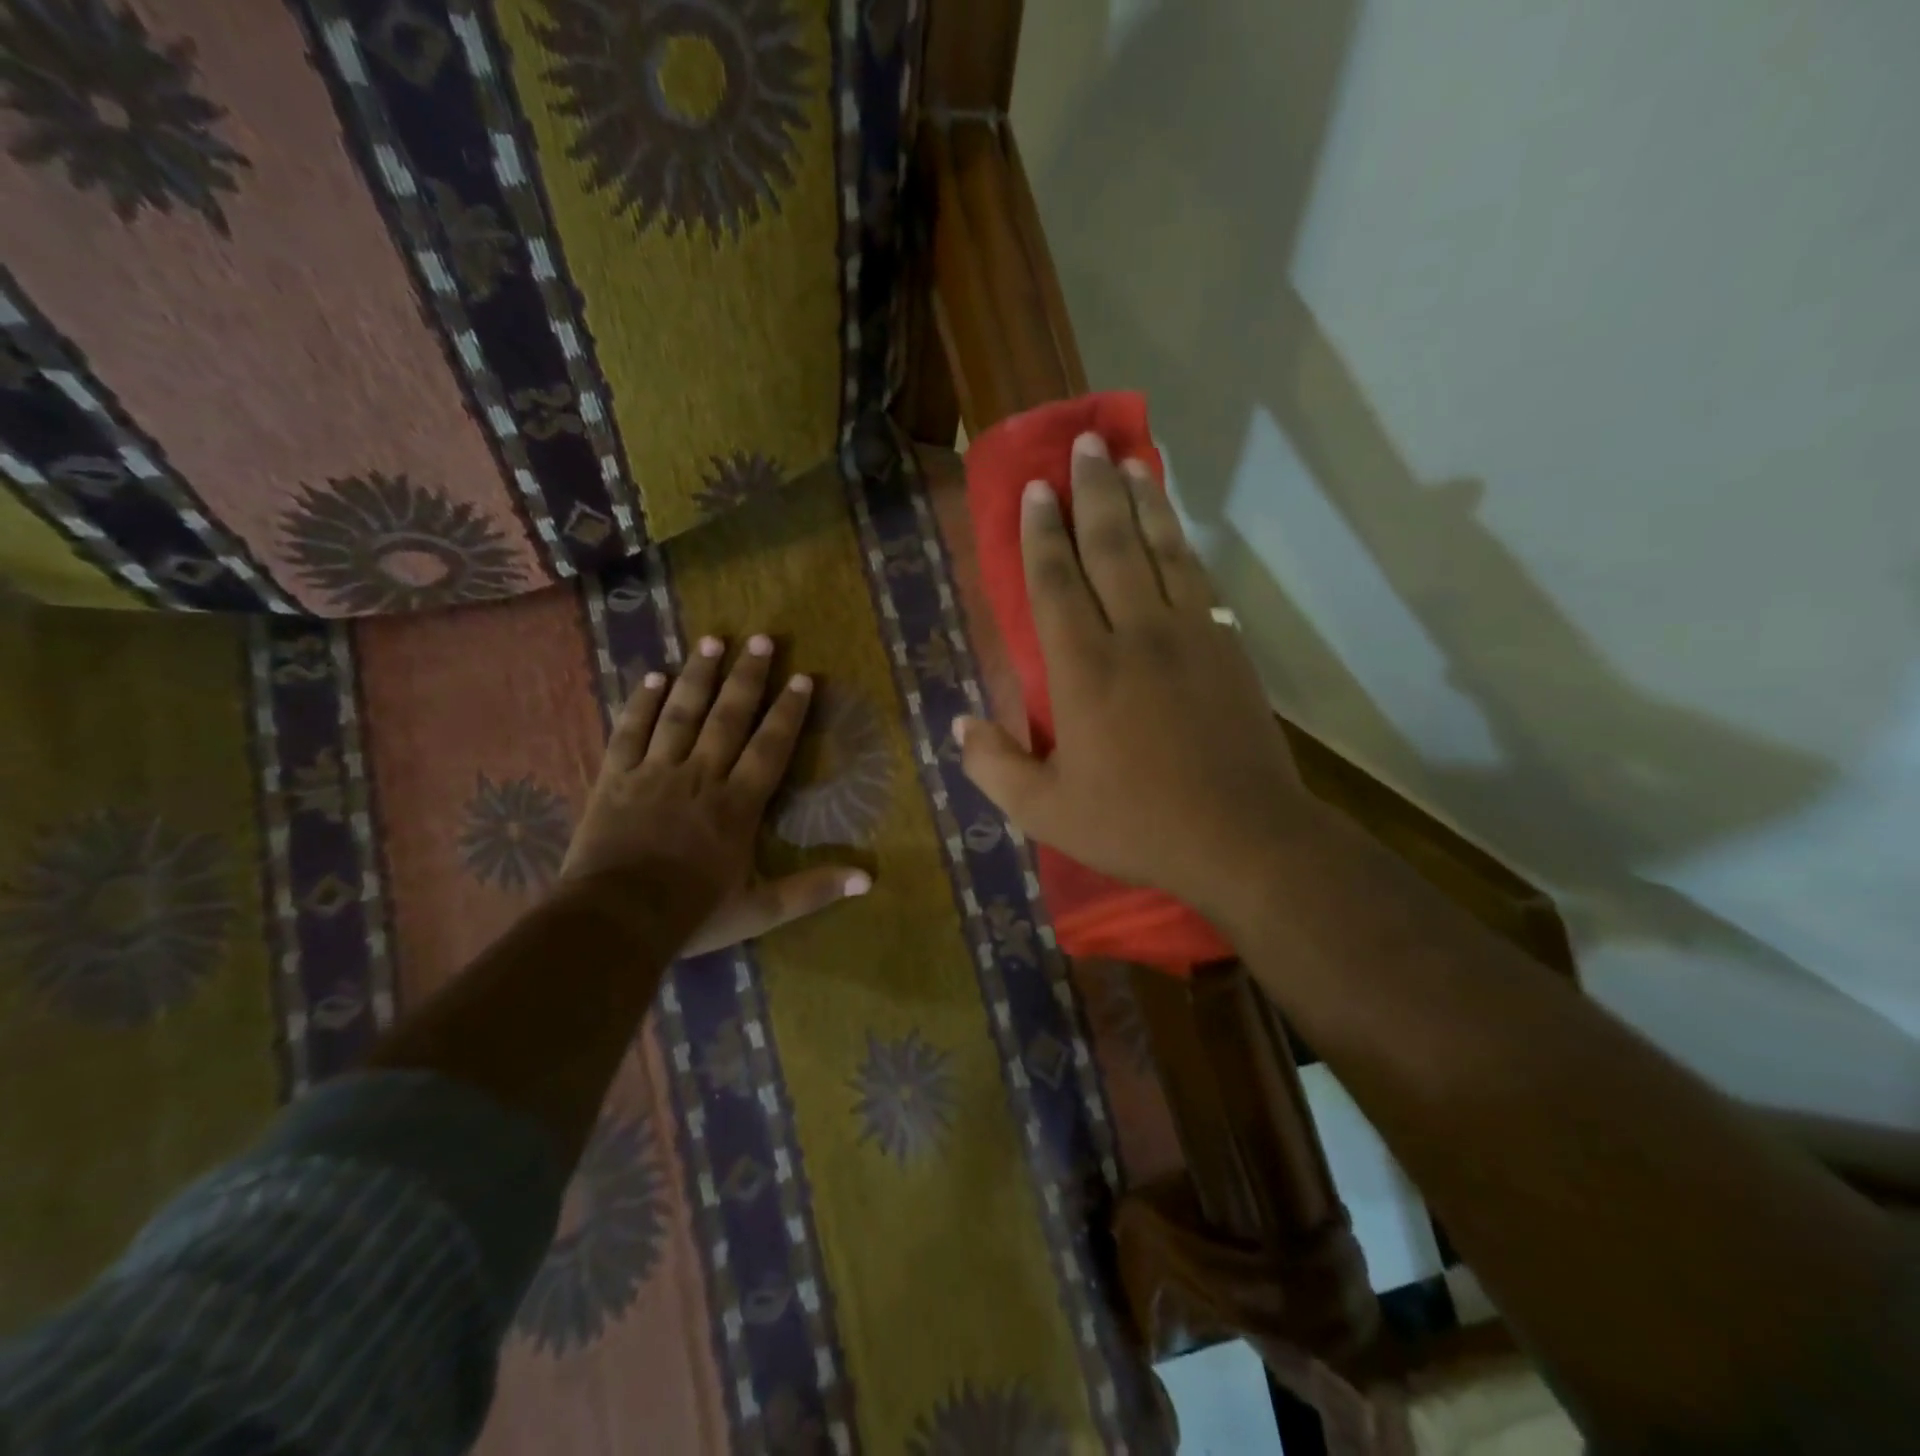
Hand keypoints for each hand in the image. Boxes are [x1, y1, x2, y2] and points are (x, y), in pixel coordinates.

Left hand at [562, 634, 870, 954]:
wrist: (615, 921)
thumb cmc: (692, 914)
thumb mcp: (761, 910)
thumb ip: (813, 890)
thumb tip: (868, 880)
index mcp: (738, 804)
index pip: (770, 747)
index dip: (788, 712)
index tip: (802, 678)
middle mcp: (701, 776)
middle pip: (728, 717)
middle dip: (748, 677)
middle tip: (761, 639)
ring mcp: (655, 772)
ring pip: (681, 713)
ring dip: (699, 676)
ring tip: (713, 640)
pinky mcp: (616, 778)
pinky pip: (631, 731)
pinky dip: (642, 703)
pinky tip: (654, 677)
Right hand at [955, 432, 1310, 924]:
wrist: (1242, 838)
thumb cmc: (1136, 824)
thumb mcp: (1046, 812)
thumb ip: (994, 768)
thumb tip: (959, 726)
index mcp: (1085, 671)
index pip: (1056, 583)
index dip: (1042, 533)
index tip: (1037, 488)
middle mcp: (1136, 636)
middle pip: (1112, 547)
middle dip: (1095, 492)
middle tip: (1086, 443)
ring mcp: (1189, 636)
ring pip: (1162, 551)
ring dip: (1144, 502)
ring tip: (1131, 461)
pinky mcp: (1226, 648)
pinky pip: (1198, 579)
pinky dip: (1181, 544)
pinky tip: (1174, 528)